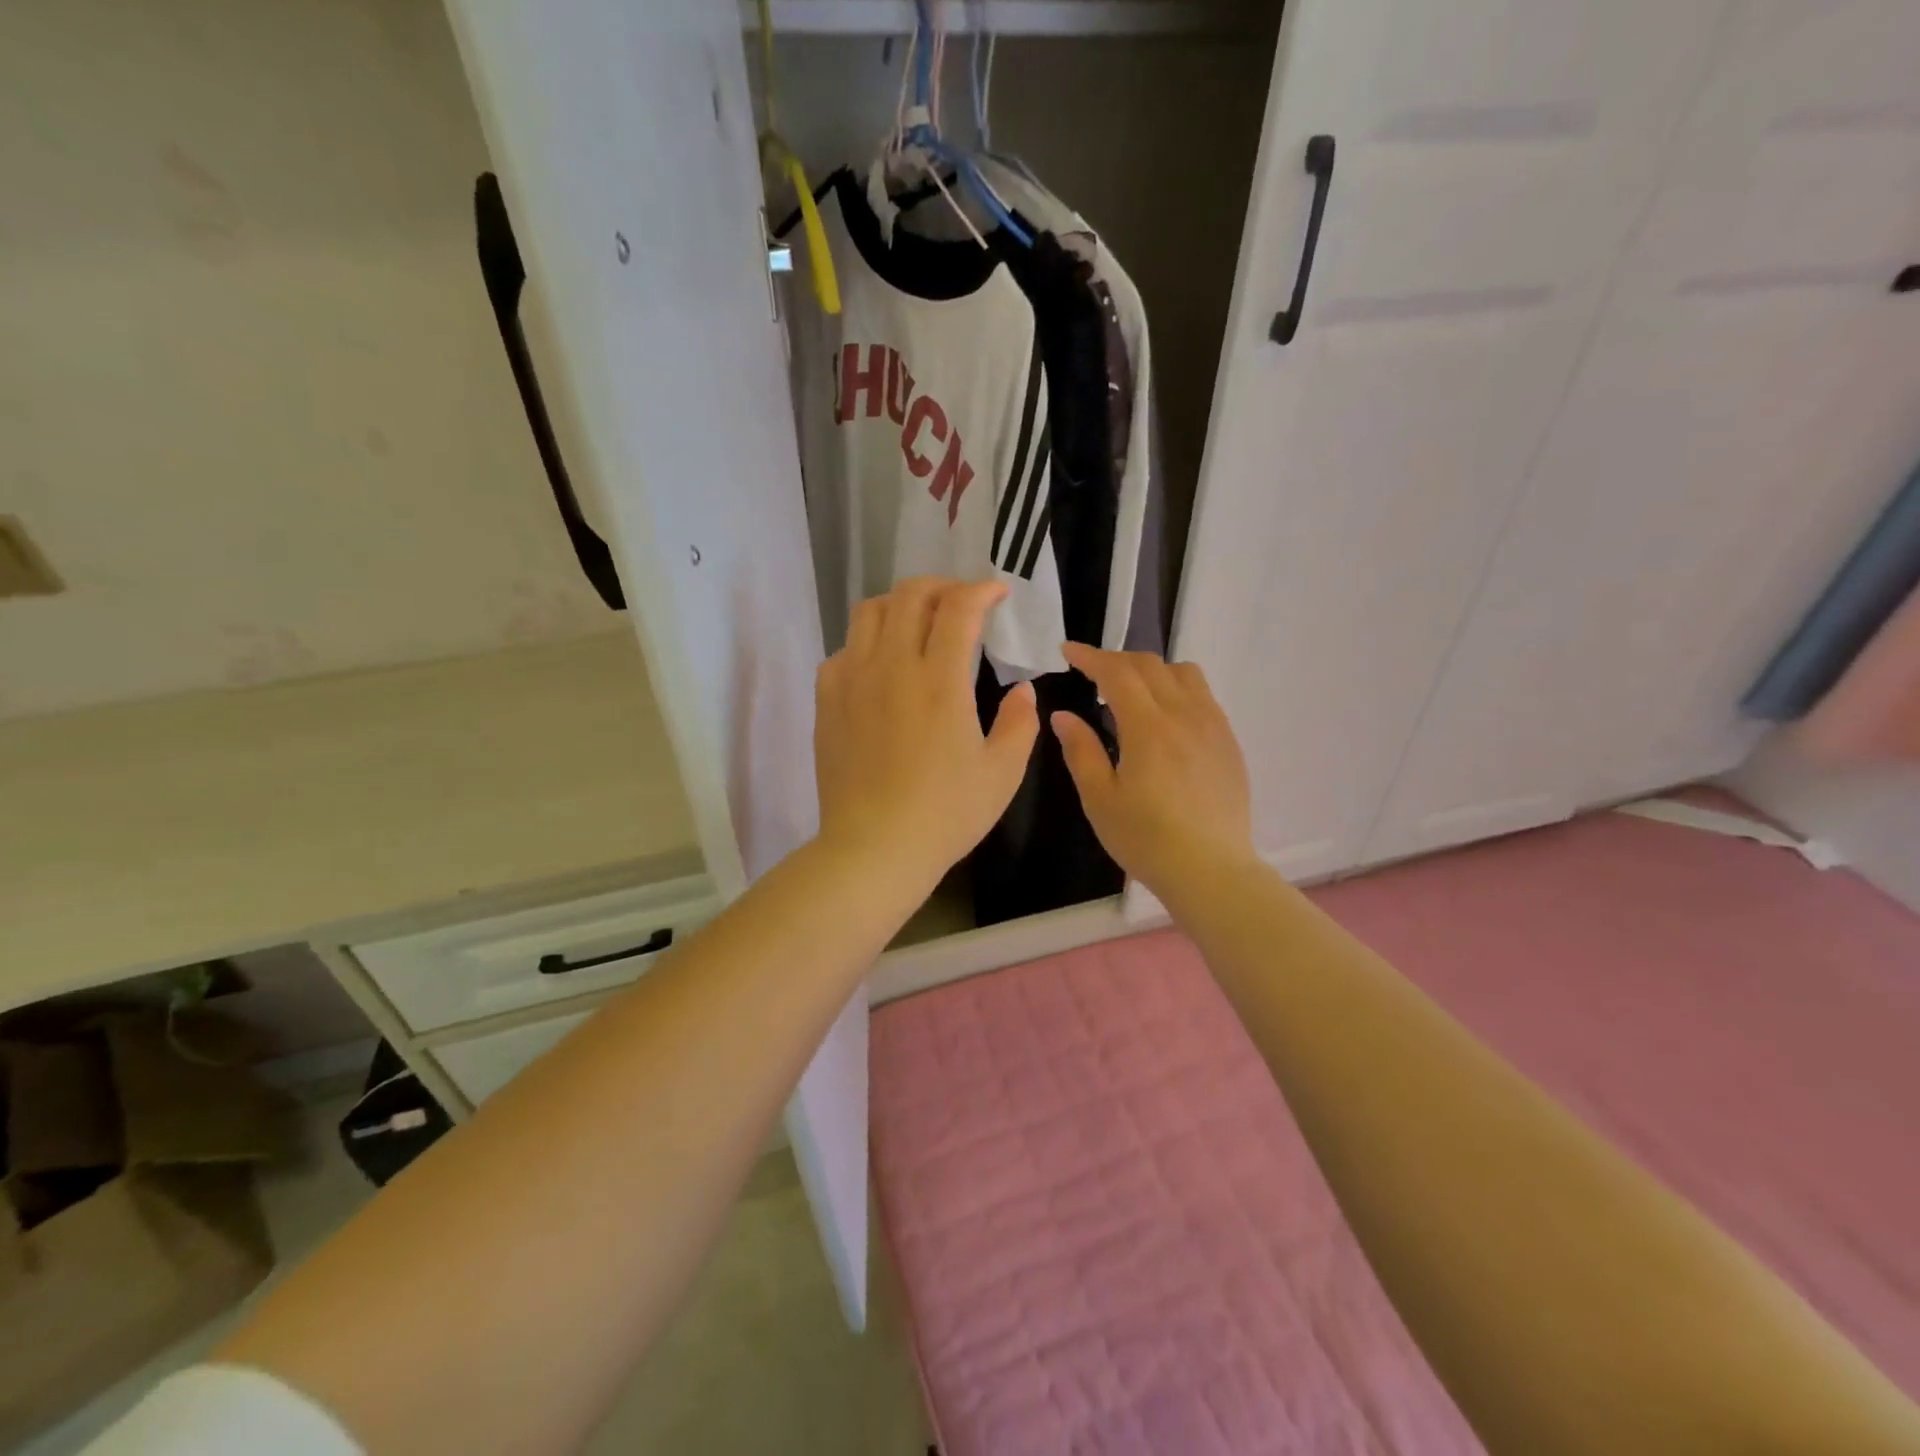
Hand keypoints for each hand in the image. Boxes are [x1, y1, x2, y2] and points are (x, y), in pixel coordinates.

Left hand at [814, 578, 1039, 895]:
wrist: (873, 848)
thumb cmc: (945, 814)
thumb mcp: (1002, 774)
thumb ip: (1020, 724)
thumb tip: (1023, 690)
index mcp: (939, 681)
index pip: (958, 608)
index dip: (981, 590)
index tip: (998, 594)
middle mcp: (891, 667)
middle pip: (909, 595)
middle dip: (941, 586)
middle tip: (961, 602)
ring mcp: (852, 681)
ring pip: (869, 612)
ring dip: (900, 605)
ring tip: (919, 622)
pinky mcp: (827, 701)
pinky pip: (843, 650)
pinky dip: (868, 643)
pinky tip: (882, 667)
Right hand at [1051, 643, 1255, 898]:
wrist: (1210, 870)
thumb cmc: (1146, 839)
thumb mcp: (1099, 799)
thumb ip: (1080, 751)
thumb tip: (1063, 715)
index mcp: (1148, 727)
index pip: (1117, 672)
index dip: (1090, 657)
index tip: (1068, 651)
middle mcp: (1184, 715)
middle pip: (1150, 665)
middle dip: (1116, 660)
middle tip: (1092, 672)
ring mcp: (1212, 726)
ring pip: (1183, 673)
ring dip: (1151, 670)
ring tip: (1131, 692)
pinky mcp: (1228, 742)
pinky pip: (1203, 696)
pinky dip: (1177, 689)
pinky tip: (1164, 718)